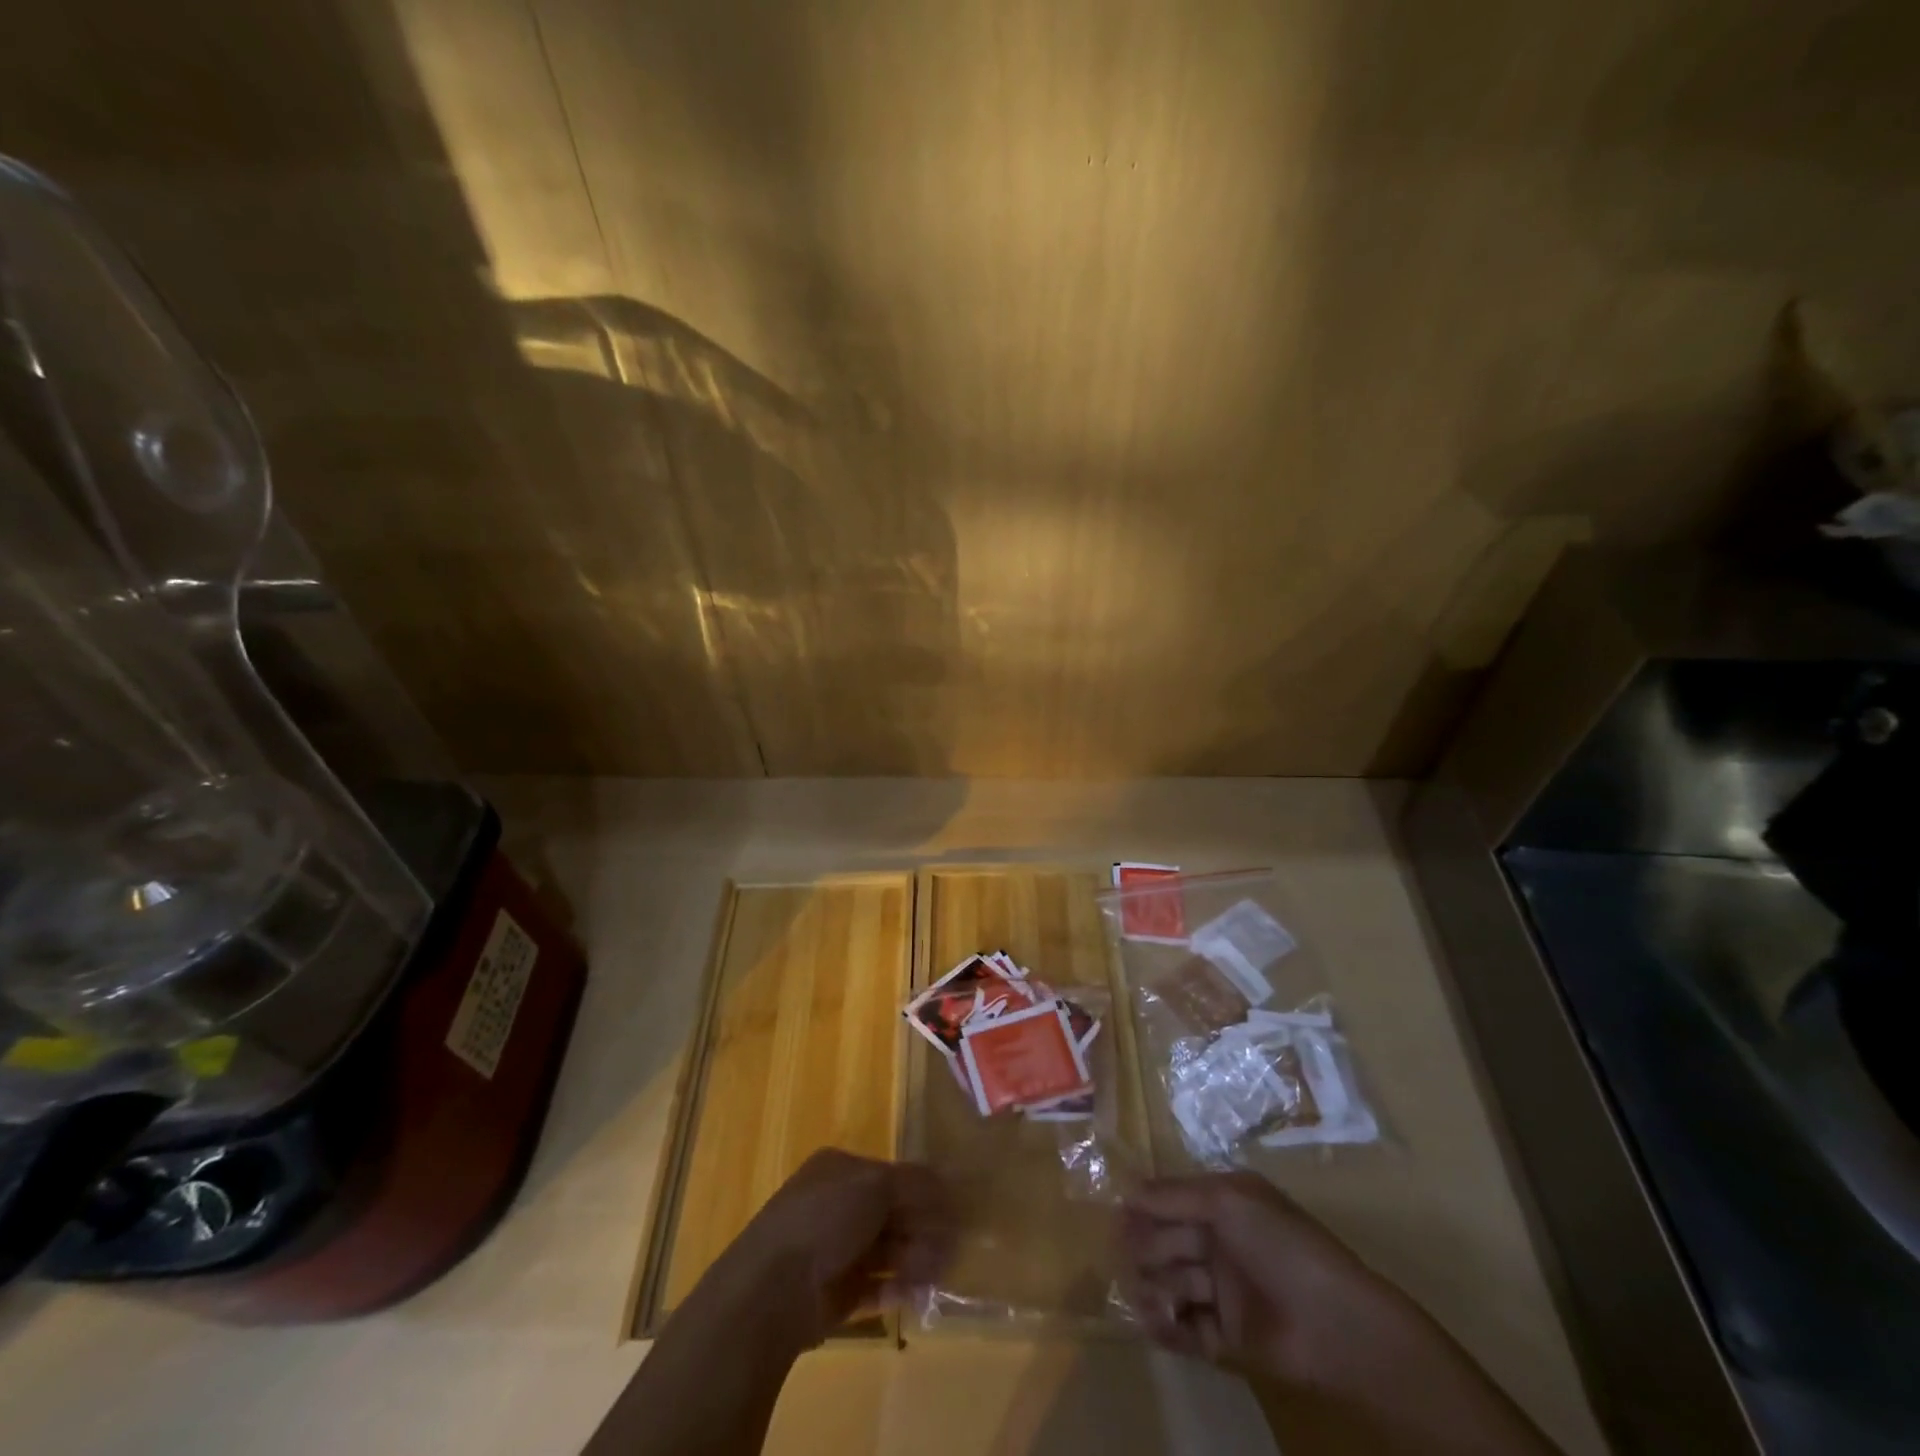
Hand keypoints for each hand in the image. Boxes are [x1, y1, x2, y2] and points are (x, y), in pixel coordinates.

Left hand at [719, 1149, 954, 1347]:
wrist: (773, 1289)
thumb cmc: (824, 1219)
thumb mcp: (876, 1185)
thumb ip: (916, 1183)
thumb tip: (950, 1183)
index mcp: (840, 1169)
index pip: (891, 1174)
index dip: (922, 1190)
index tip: (952, 1209)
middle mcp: (836, 1204)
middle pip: (891, 1213)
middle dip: (922, 1227)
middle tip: (952, 1245)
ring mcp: (834, 1250)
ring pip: (886, 1249)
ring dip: (915, 1257)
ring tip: (939, 1272)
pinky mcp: (836, 1293)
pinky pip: (876, 1286)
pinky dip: (898, 1287)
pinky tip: (919, 1293)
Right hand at [1121, 1172, 1410, 1389]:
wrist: (1335, 1323)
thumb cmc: (1280, 1244)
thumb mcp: (1227, 1200)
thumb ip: (1175, 1194)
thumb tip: (1127, 1189)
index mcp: (1223, 1206)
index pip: (1172, 1200)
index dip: (1144, 1205)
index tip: (1115, 1213)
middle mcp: (1220, 1244)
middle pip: (1167, 1240)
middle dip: (1144, 1245)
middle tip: (1123, 1254)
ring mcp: (1223, 1292)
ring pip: (1173, 1283)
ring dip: (1152, 1285)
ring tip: (1142, 1291)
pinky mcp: (1227, 1338)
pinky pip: (1187, 1329)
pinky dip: (1166, 1327)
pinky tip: (1152, 1321)